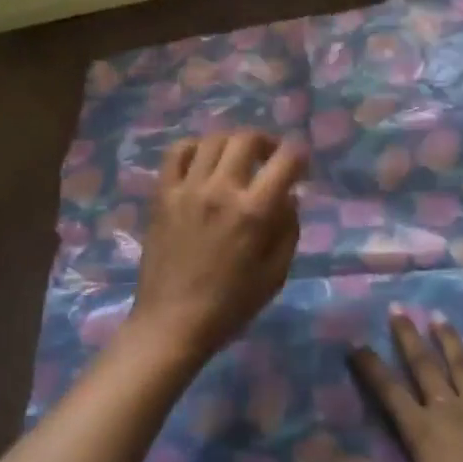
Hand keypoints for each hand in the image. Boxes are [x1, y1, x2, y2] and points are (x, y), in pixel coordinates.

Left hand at [129, 129, 306, 362]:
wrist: (172, 322)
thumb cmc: (230, 305)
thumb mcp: (276, 274)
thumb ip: (288, 229)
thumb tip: (289, 196)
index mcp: (254, 212)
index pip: (285, 160)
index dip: (299, 155)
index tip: (300, 165)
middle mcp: (221, 190)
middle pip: (247, 139)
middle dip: (266, 142)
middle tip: (270, 157)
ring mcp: (187, 189)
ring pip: (213, 139)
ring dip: (232, 142)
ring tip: (237, 158)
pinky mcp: (162, 194)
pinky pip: (177, 152)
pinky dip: (194, 147)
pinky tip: (203, 161)